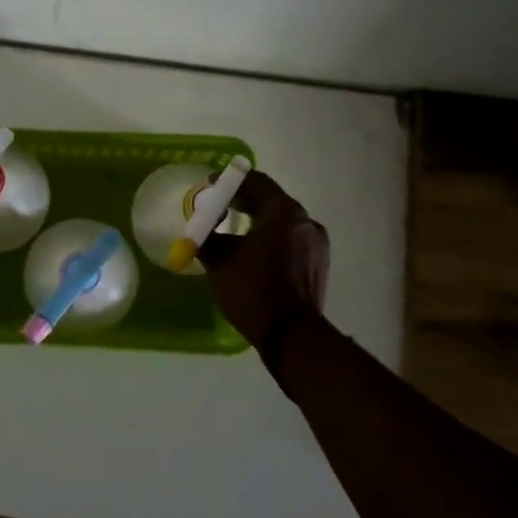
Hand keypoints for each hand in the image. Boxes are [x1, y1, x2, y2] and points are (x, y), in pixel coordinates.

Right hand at [198, 171, 328, 381]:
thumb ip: (207, 238)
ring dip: (258, 220)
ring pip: (282, 220)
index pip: (255, 182)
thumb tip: (198, 231)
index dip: (229, 182)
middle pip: (270, 199)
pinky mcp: (319, 262)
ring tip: (234, 233)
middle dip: (243, 201)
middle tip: (218, 208)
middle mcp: (305, 220)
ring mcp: (316, 242)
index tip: (209, 188)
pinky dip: (272, 237)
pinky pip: (291, 238)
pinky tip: (255, 252)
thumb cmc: (253, 291)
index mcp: (283, 212)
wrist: (291, 335)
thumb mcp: (219, 262)